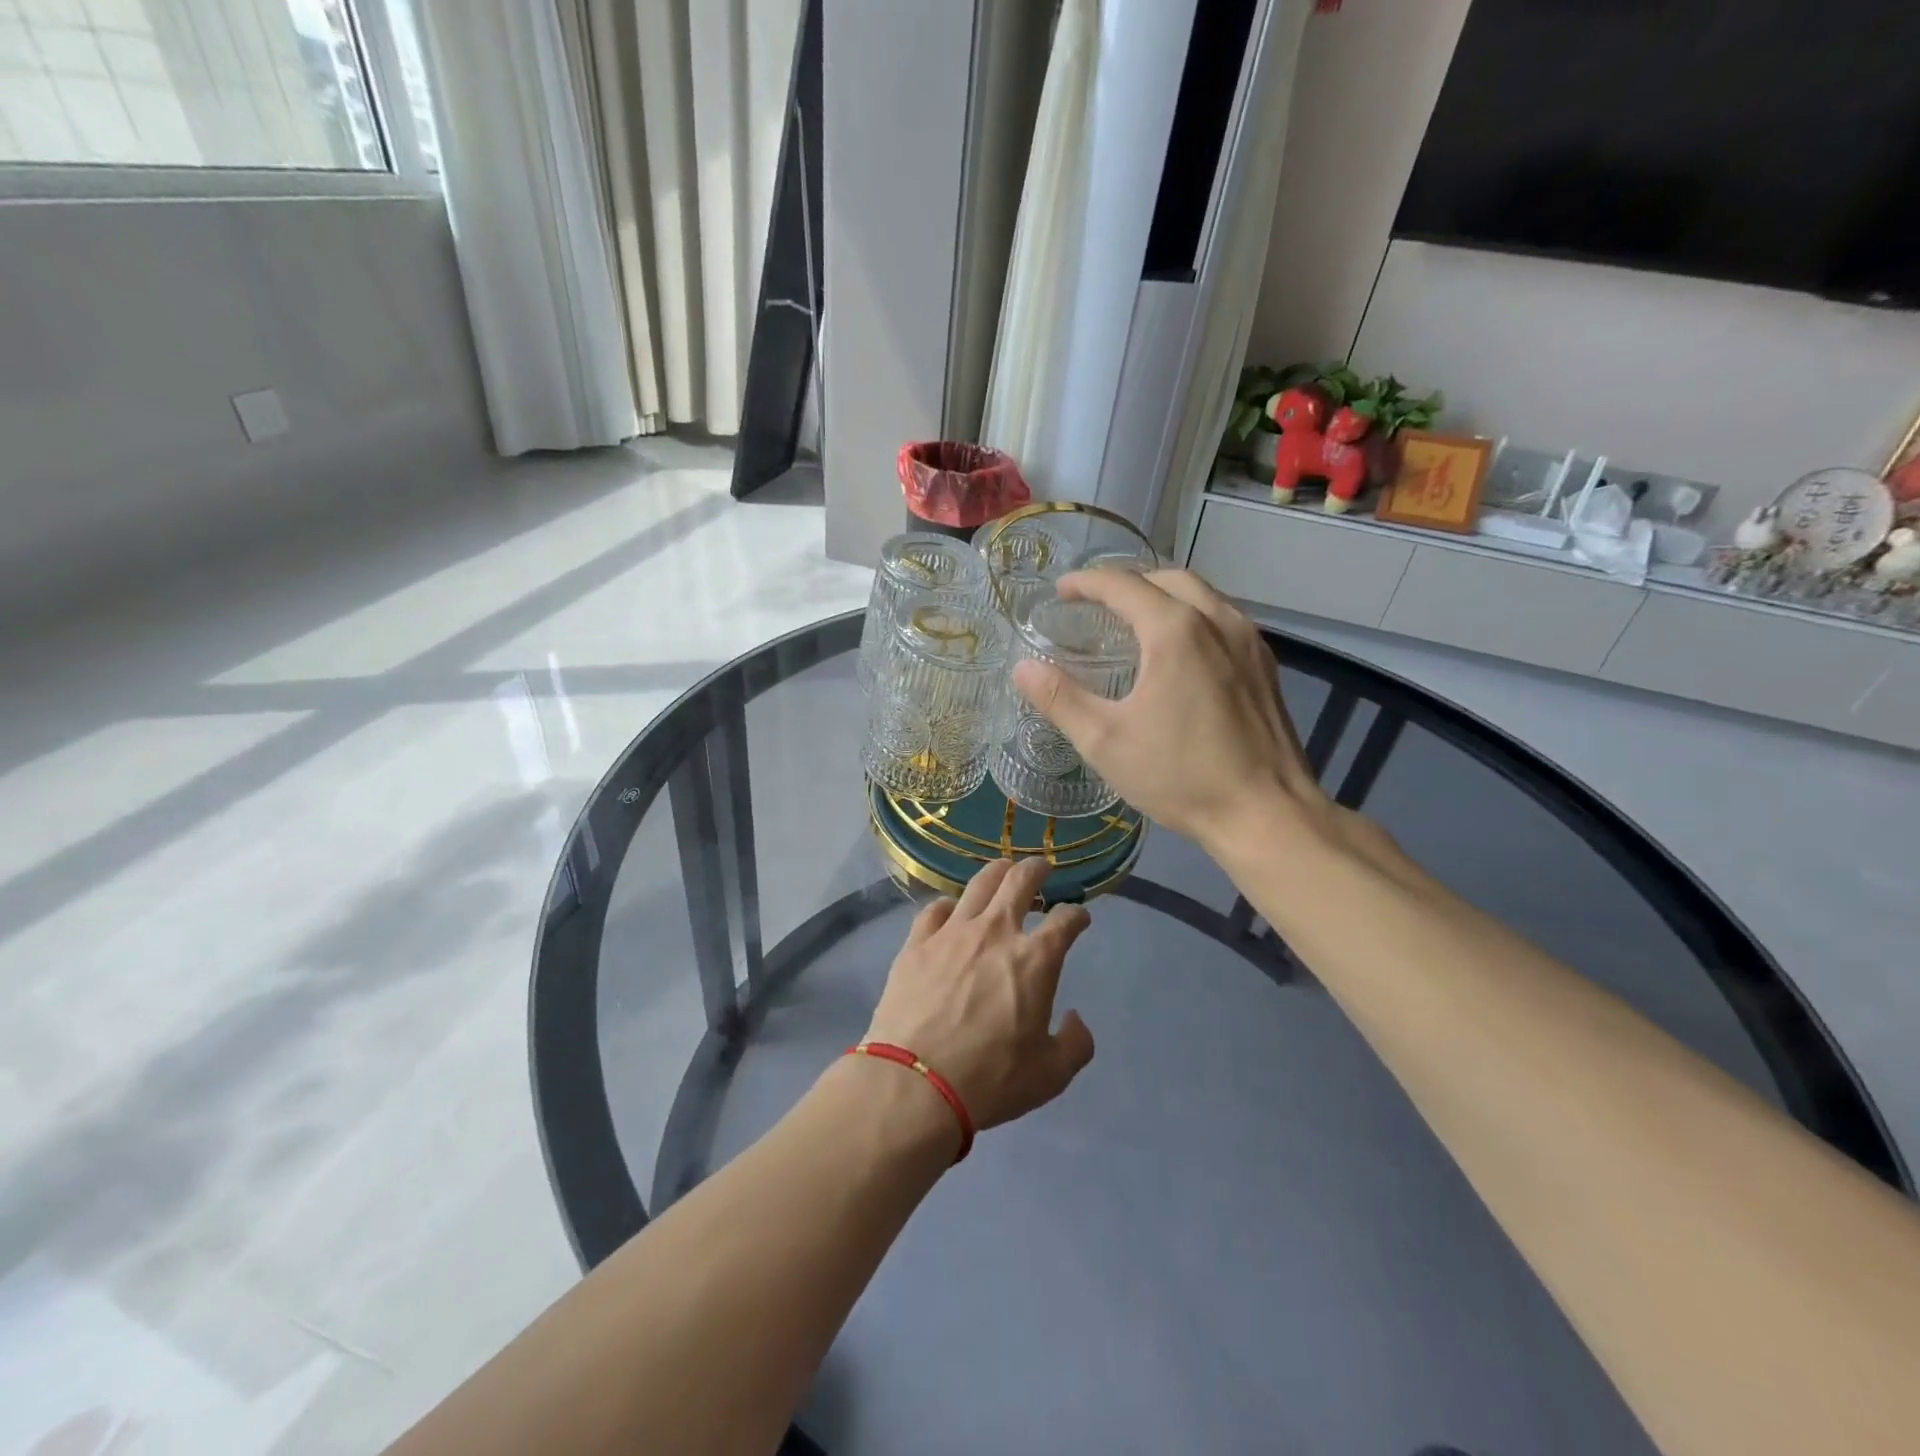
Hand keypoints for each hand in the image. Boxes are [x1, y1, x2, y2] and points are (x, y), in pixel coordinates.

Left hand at [864, 857, 1095, 1132]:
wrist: (914, 1084)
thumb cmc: (990, 1080)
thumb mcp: (1051, 1075)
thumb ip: (1075, 1043)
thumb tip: (1075, 1019)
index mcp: (1035, 959)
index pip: (1065, 921)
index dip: (1077, 915)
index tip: (1079, 917)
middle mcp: (996, 932)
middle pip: (1020, 881)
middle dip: (1036, 869)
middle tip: (1042, 867)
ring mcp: (952, 932)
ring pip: (979, 884)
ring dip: (997, 871)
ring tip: (1003, 869)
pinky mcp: (917, 943)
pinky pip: (936, 909)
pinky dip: (950, 904)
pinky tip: (951, 909)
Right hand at [1010, 568, 1329, 849]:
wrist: (1267, 813)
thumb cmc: (1181, 776)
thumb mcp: (1105, 741)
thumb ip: (1060, 699)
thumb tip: (1022, 668)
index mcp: (1175, 631)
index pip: (1123, 585)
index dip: (1086, 583)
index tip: (1061, 590)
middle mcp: (1217, 621)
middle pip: (1167, 578)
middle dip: (1127, 583)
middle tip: (1096, 603)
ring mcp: (1249, 641)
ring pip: (1202, 596)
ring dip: (1163, 596)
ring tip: (1135, 620)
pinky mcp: (1265, 666)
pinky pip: (1223, 620)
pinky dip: (1192, 616)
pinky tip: (1180, 651)